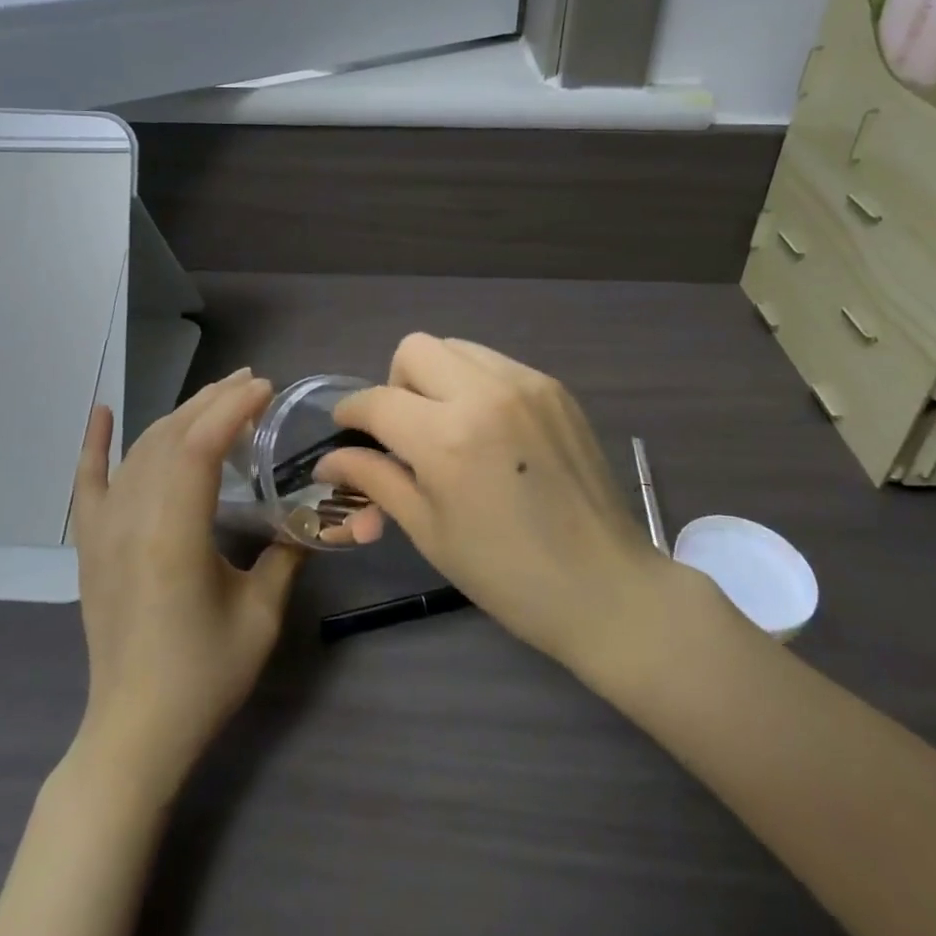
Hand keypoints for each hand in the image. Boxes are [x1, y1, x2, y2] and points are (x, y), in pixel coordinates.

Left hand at [73, 369, 302, 796]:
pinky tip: (101, 411)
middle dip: (212, 401)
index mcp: (173, 536)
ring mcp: (104, 530)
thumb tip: (311, 516)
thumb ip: (286, 555)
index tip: (266, 389)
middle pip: (170, 437)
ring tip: (215, 396)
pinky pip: (87, 482)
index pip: (198, 447)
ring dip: (177, 415)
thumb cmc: (203, 677)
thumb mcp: (261, 615)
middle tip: (251, 384)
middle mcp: (131, 520)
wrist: (134, 732)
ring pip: (139, 450)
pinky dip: (93, 444)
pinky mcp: (90, 545)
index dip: (232, 409)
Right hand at [317, 336, 675, 669]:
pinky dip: (477, 384)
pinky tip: (490, 431)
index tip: (347, 432)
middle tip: (406, 431)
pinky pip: (496, 364)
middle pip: (415, 349)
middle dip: (396, 384)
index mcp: (447, 438)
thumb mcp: (429, 530)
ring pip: (457, 348)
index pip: (377, 401)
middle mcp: (485, 393)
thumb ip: (376, 480)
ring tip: (449, 428)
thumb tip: (329, 460)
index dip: (350, 414)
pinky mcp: (555, 388)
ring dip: (437, 378)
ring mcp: (526, 384)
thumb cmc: (507, 575)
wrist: (606, 587)